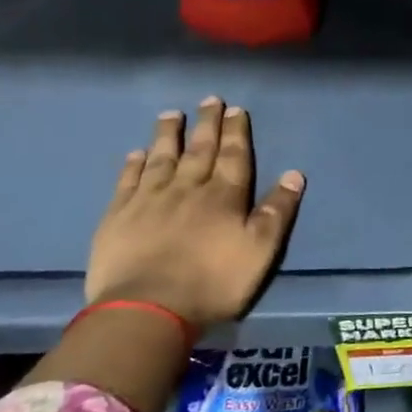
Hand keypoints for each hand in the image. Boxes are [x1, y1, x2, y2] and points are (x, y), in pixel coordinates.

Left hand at [85, 99, 303, 330]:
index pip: (234, 156)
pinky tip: (136, 154)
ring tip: (171, 115)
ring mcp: (149, 201)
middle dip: (207, 124)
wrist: (147, 310)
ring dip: (168, 136)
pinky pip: (127, 182)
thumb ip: (277, 211)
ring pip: (161, 159)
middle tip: (209, 100)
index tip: (235, 110)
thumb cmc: (213, 282)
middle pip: (199, 150)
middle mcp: (188, 189)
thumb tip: (294, 174)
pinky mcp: (118, 218)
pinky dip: (133, 165)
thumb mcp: (261, 250)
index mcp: (224, 196)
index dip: (236, 132)